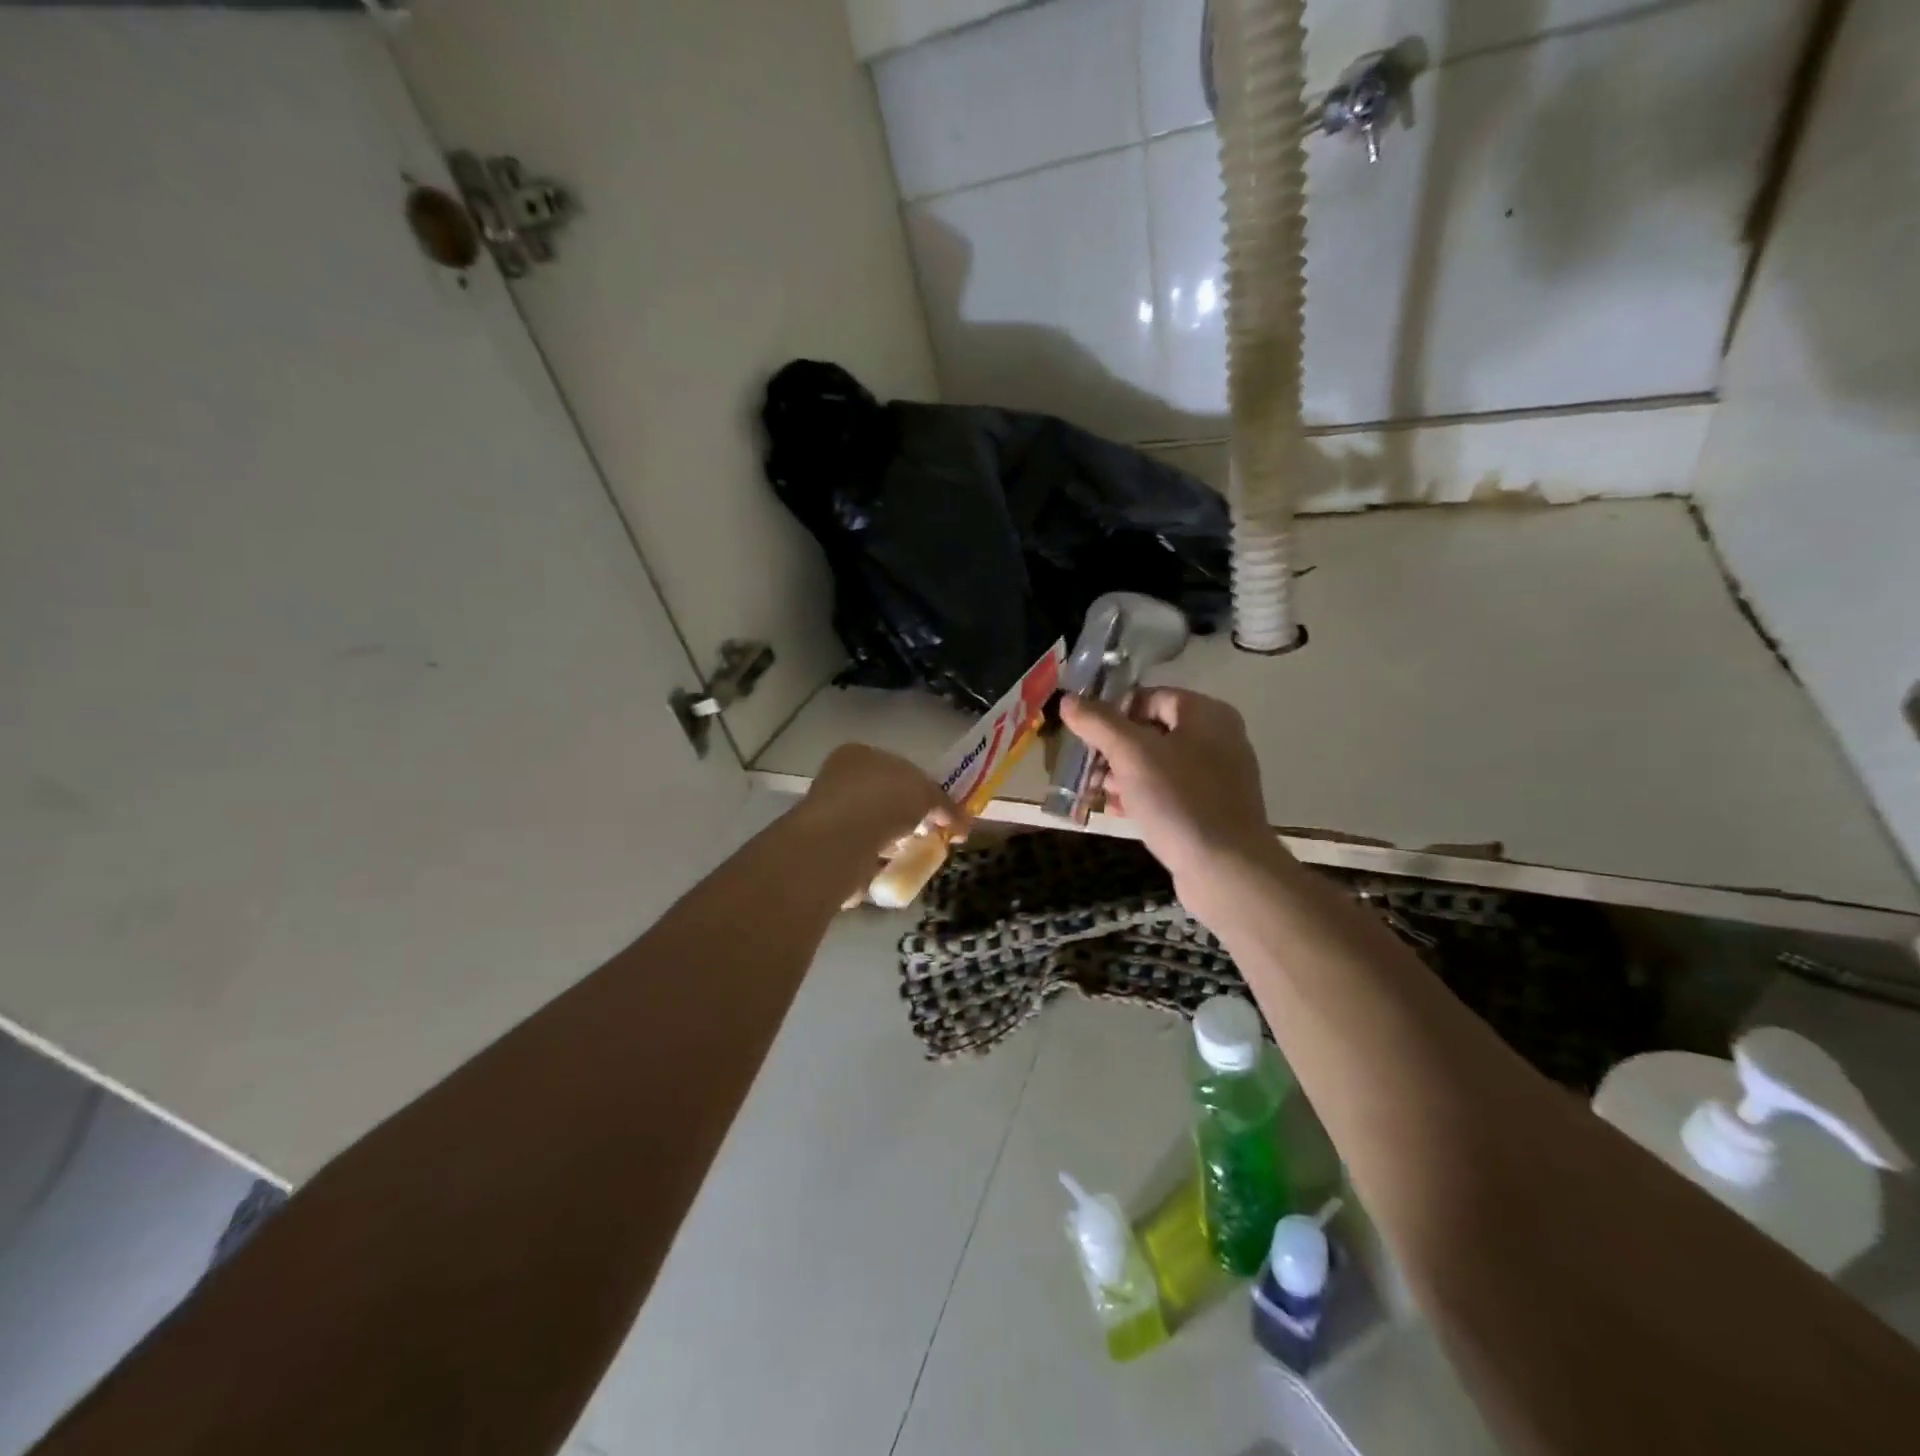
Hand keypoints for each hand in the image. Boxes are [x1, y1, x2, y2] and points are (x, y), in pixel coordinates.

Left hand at [798, 743, 966, 858]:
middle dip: (909, 817)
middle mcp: (839, 780)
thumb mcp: (926, 793)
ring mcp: (829, 816)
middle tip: (931, 834)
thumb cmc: (884, 800)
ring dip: (894, 840)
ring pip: (873, 827)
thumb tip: (964, 823)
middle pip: (885, 798)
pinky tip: (894, 869)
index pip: (896, 767)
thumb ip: (946, 804)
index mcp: (858, 754)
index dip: (921, 788)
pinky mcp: (827, 849)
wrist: (841, 842)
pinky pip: (862, 853)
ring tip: (915, 854)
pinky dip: (878, 861)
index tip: (939, 810)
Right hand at [1059, 689, 1281, 896]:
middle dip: (1114, 748)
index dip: (1114, 711)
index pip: (1151, 697)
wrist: (1226, 869)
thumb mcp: (1131, 755)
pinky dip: (1142, 796)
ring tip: (1095, 791)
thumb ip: (1098, 723)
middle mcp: (1218, 739)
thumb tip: (1067, 700)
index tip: (1085, 734)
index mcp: (1207, 714)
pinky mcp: (1211, 810)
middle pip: (1153, 731)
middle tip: (1086, 766)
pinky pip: (1170, 792)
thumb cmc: (1179, 800)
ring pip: (1158, 764)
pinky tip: (1117, 811)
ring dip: (1123, 774)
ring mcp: (1217, 777)